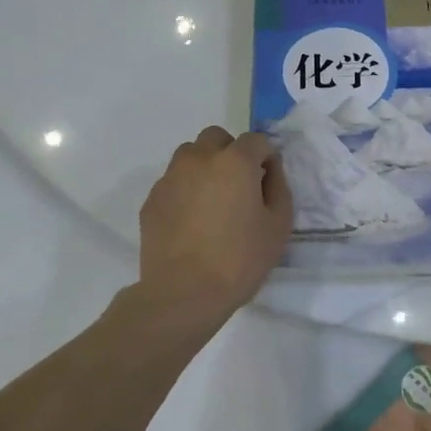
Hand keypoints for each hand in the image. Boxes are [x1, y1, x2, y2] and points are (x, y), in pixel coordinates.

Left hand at [136, 127, 292, 333]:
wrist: (183, 292)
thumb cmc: (239, 260)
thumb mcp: (279, 226)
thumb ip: (278, 188)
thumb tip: (269, 169)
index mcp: (234, 162)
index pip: (256, 140)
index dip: (266, 158)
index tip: (267, 183)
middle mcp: (199, 159)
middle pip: (217, 138)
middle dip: (231, 153)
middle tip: (239, 187)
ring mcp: (170, 177)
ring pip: (190, 155)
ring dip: (205, 167)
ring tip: (212, 202)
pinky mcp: (151, 199)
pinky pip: (173, 182)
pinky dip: (185, 190)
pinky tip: (192, 222)